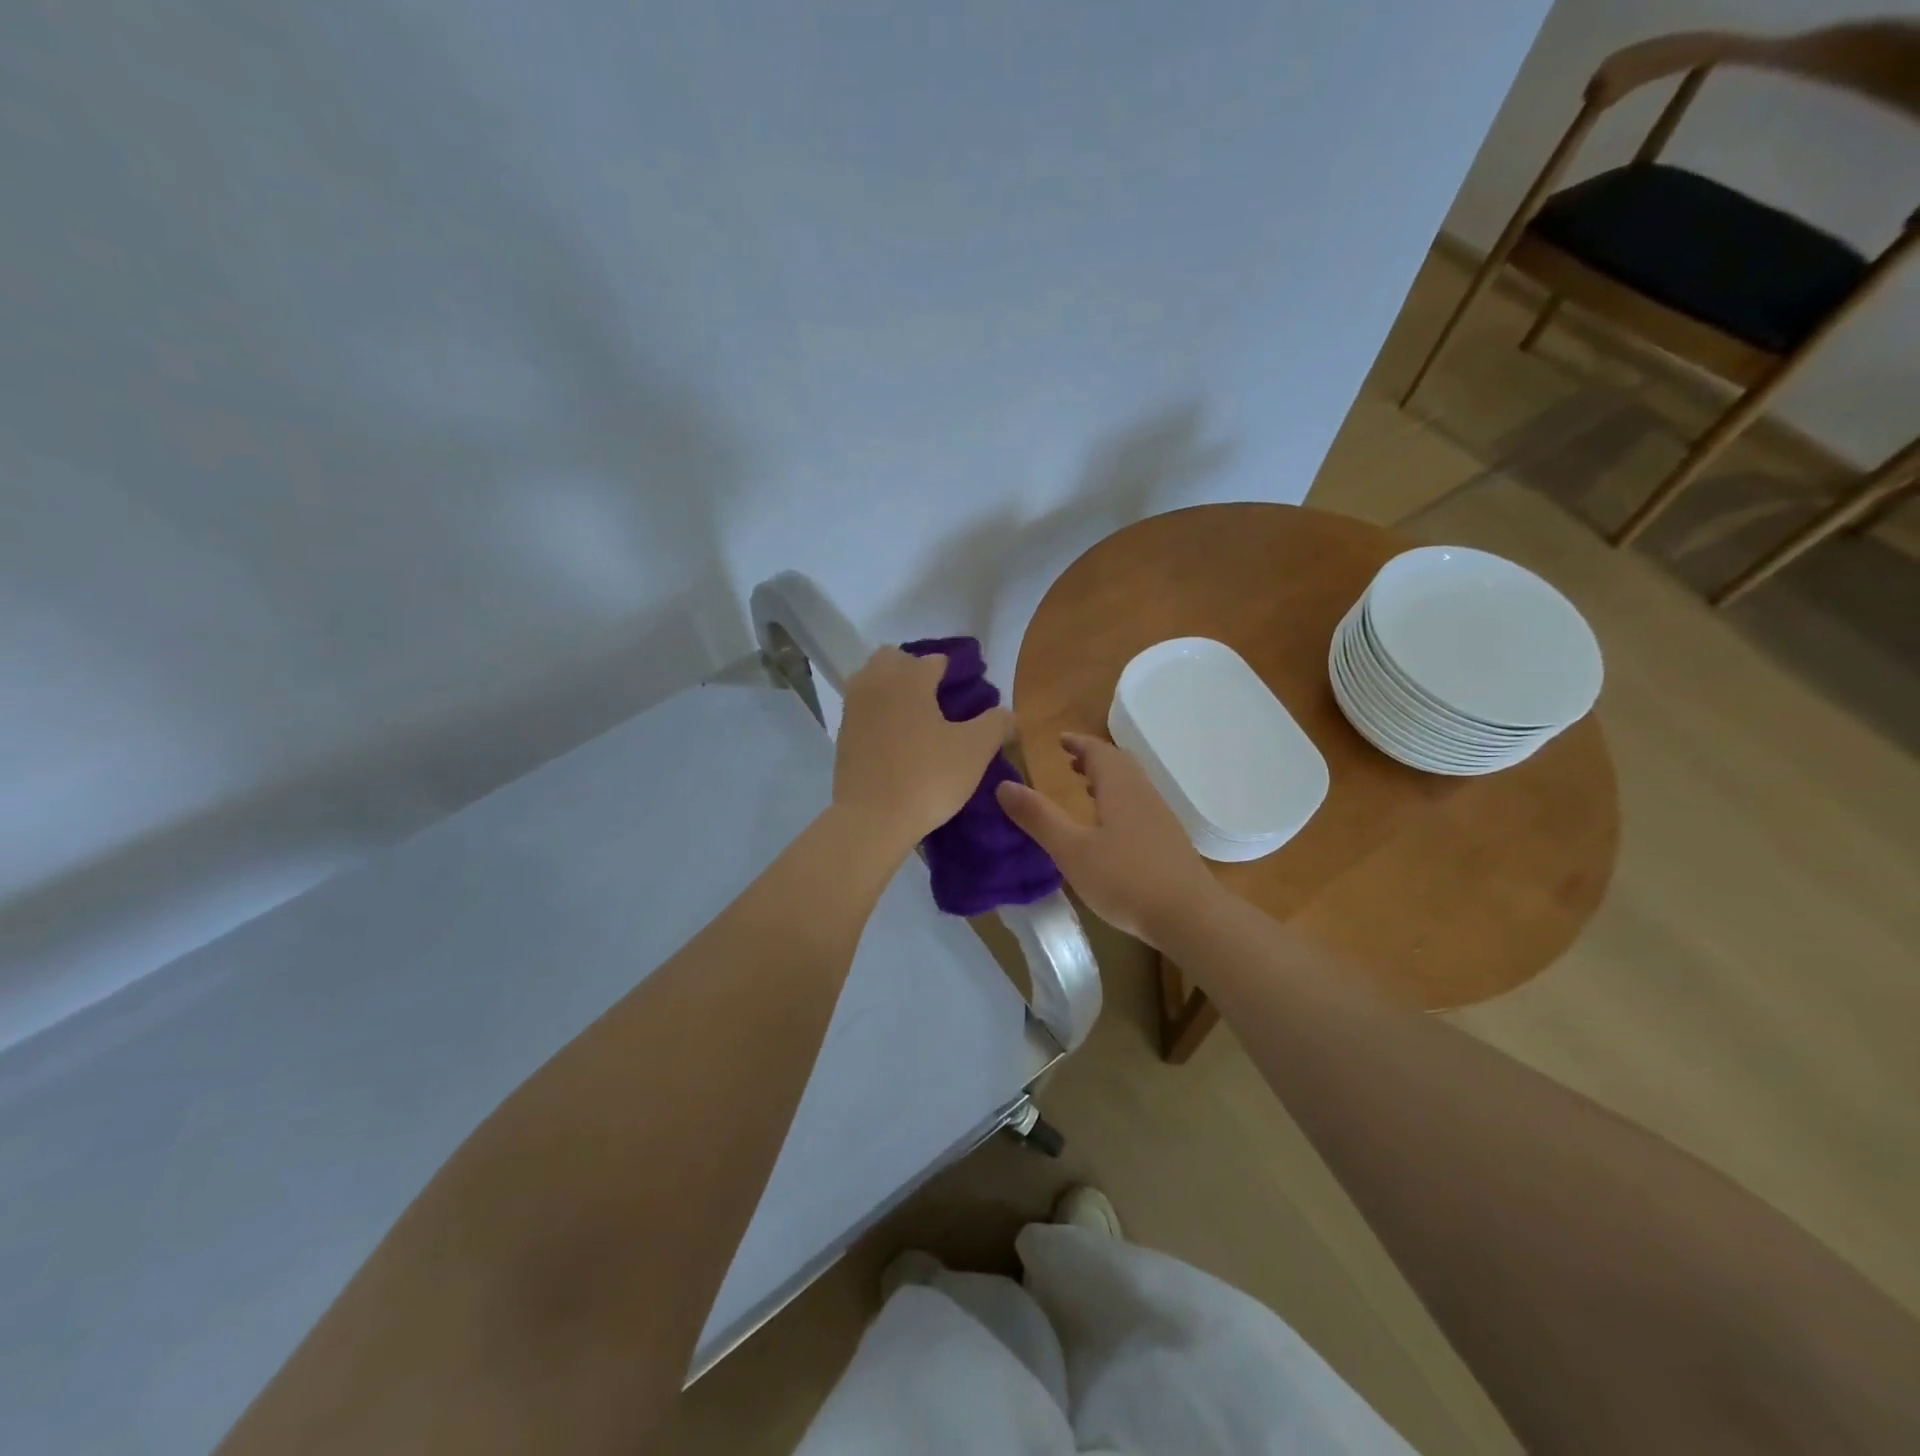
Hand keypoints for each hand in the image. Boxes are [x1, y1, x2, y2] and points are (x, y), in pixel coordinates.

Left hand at [832, 647, 1009, 848]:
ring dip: (892, 688)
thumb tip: (1006, 713)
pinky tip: (896, 738)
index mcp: (909, 678)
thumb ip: (995, 723)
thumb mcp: (975, 750)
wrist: (872, 819)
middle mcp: (876, 682)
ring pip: (872, 680)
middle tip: (938, 699)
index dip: (955, 674)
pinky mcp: (842, 734)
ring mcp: (853, 708)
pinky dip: (878, 713)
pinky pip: (863, 709)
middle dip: (915, 670)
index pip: (935, 660)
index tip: (969, 695)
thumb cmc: (927, 777)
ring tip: (916, 718)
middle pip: (894, 659)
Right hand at [996, 733, 1222, 945]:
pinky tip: (1111, 828)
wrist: (1189, 916)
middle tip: (1070, 761)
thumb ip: (1038, 817)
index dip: (1078, 742)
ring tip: (1087, 788)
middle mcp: (1143, 794)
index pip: (1099, 751)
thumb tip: (1003, 785)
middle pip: (1120, 764)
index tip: (1059, 740)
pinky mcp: (1169, 840)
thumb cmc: (1125, 879)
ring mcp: (1161, 817)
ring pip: (1132, 785)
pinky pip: (1140, 805)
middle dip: (1093, 758)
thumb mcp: (1071, 850)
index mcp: (1120, 788)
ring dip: (1108, 779)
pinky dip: (1120, 800)